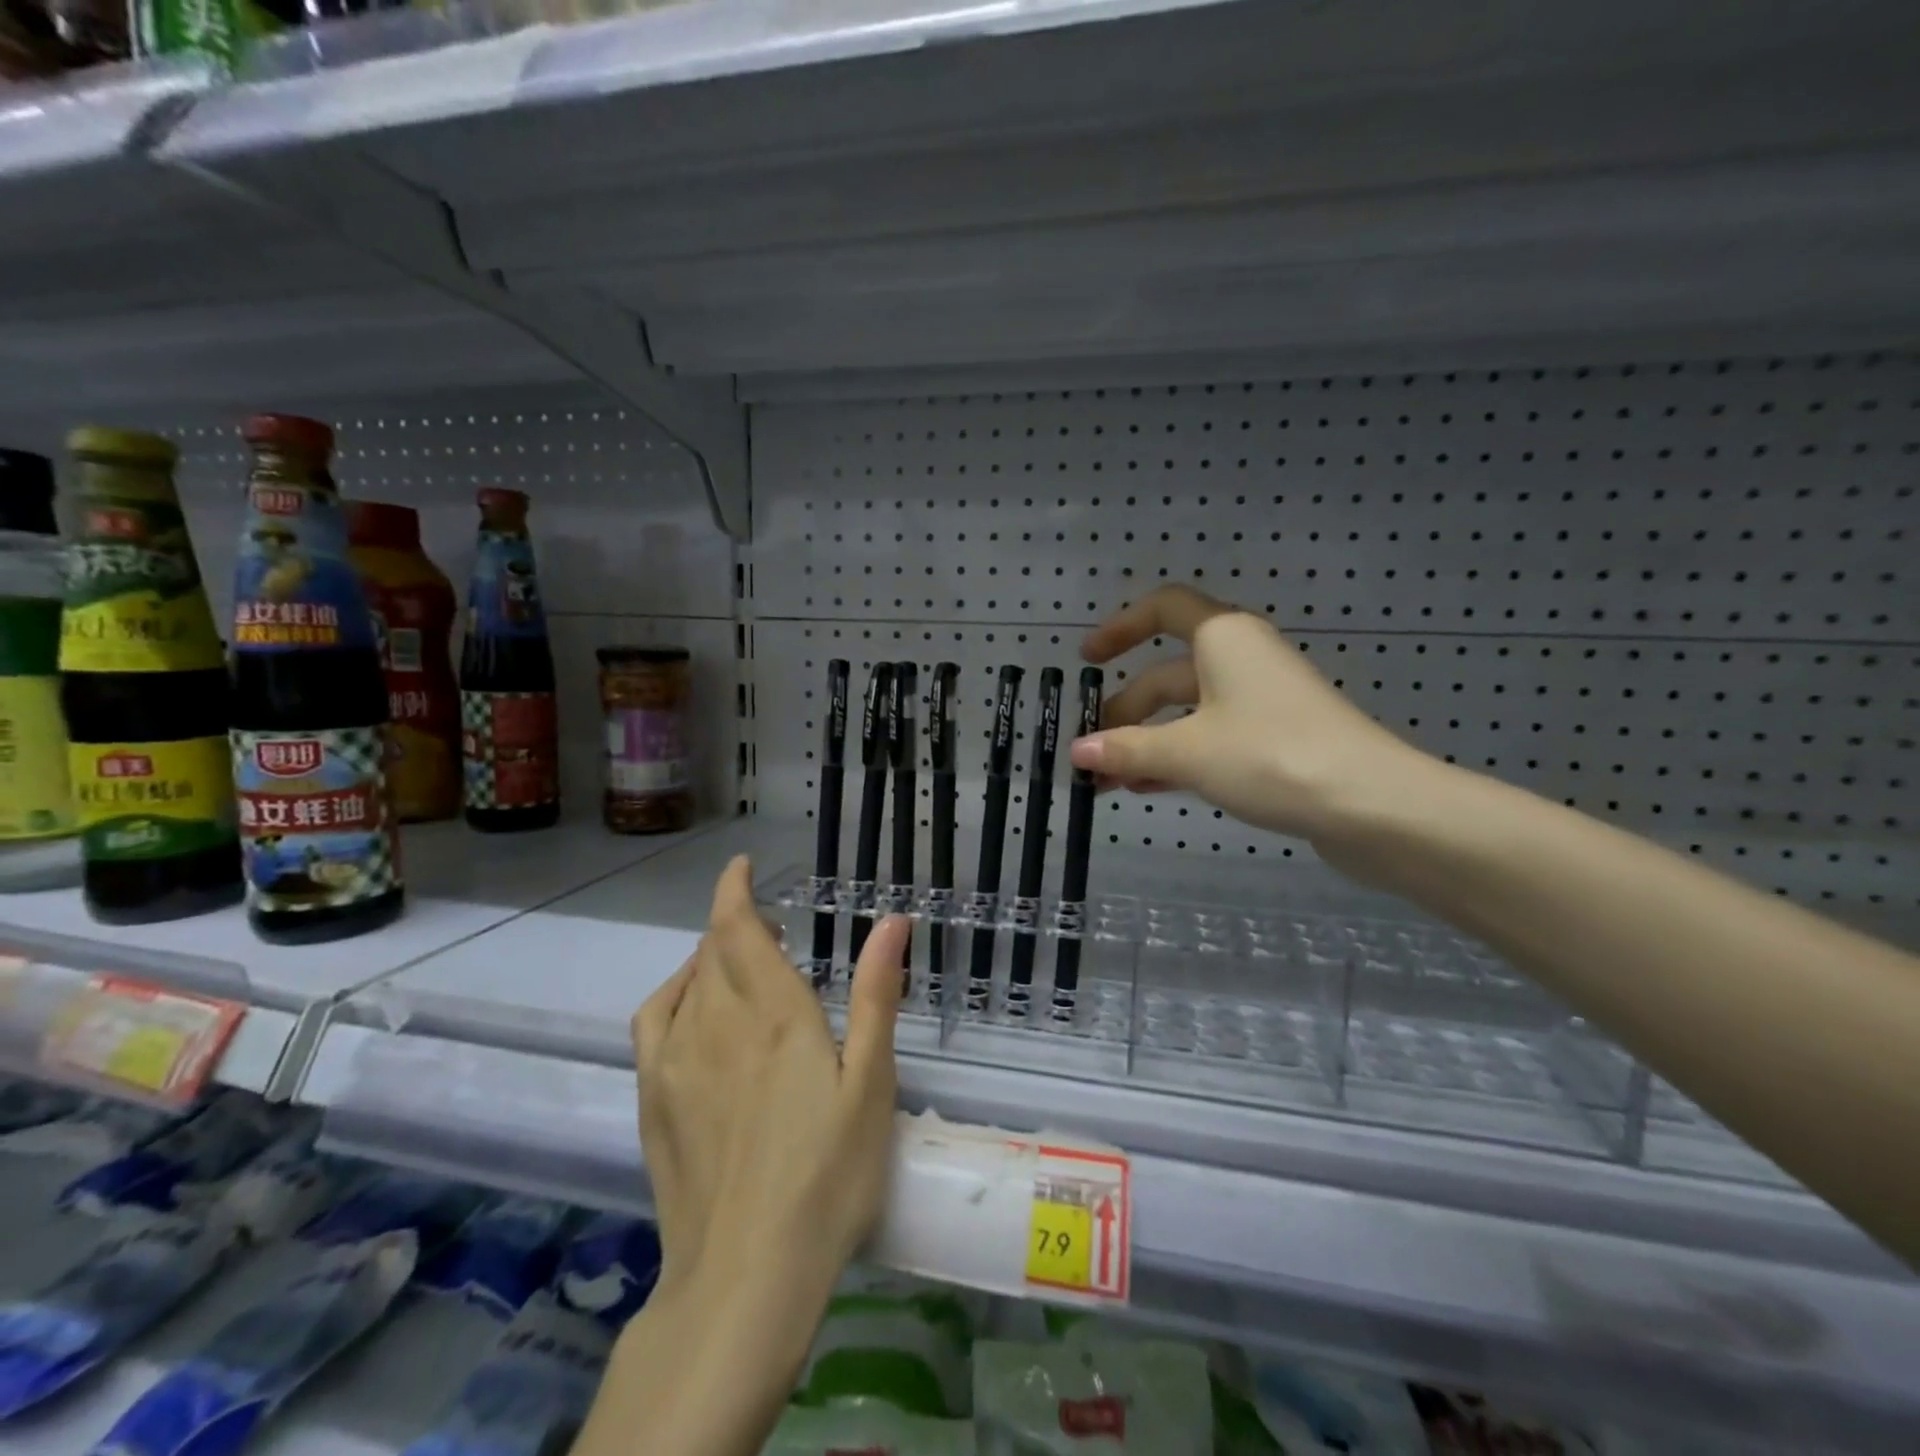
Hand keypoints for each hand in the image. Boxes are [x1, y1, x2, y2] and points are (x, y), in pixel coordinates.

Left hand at [595, 865, 909, 1455]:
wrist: (745, 1276)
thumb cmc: (827, 1176)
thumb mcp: (870, 1083)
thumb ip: (876, 995)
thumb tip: (892, 920)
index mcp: (774, 1013)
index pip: (738, 927)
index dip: (735, 889)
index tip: (741, 866)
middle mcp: (717, 1022)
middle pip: (713, 948)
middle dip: (736, 923)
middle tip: (767, 926)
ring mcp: (676, 1060)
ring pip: (686, 980)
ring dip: (710, 956)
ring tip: (738, 963)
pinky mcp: (654, 1098)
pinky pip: (654, 1020)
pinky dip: (673, 993)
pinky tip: (690, 1006)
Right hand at [1067, 584, 1431, 843]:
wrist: (1371, 805)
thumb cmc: (1271, 755)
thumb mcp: (1187, 751)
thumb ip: (1128, 749)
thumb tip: (1078, 752)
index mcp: (1224, 638)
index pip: (1163, 608)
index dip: (1121, 627)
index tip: (1087, 659)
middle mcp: (1242, 660)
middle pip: (1167, 674)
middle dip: (1125, 712)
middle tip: (1090, 753)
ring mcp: (1260, 702)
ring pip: (1187, 714)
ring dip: (1145, 743)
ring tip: (1109, 781)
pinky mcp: (1274, 740)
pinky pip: (1210, 739)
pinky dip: (1177, 759)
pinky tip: (1148, 789)